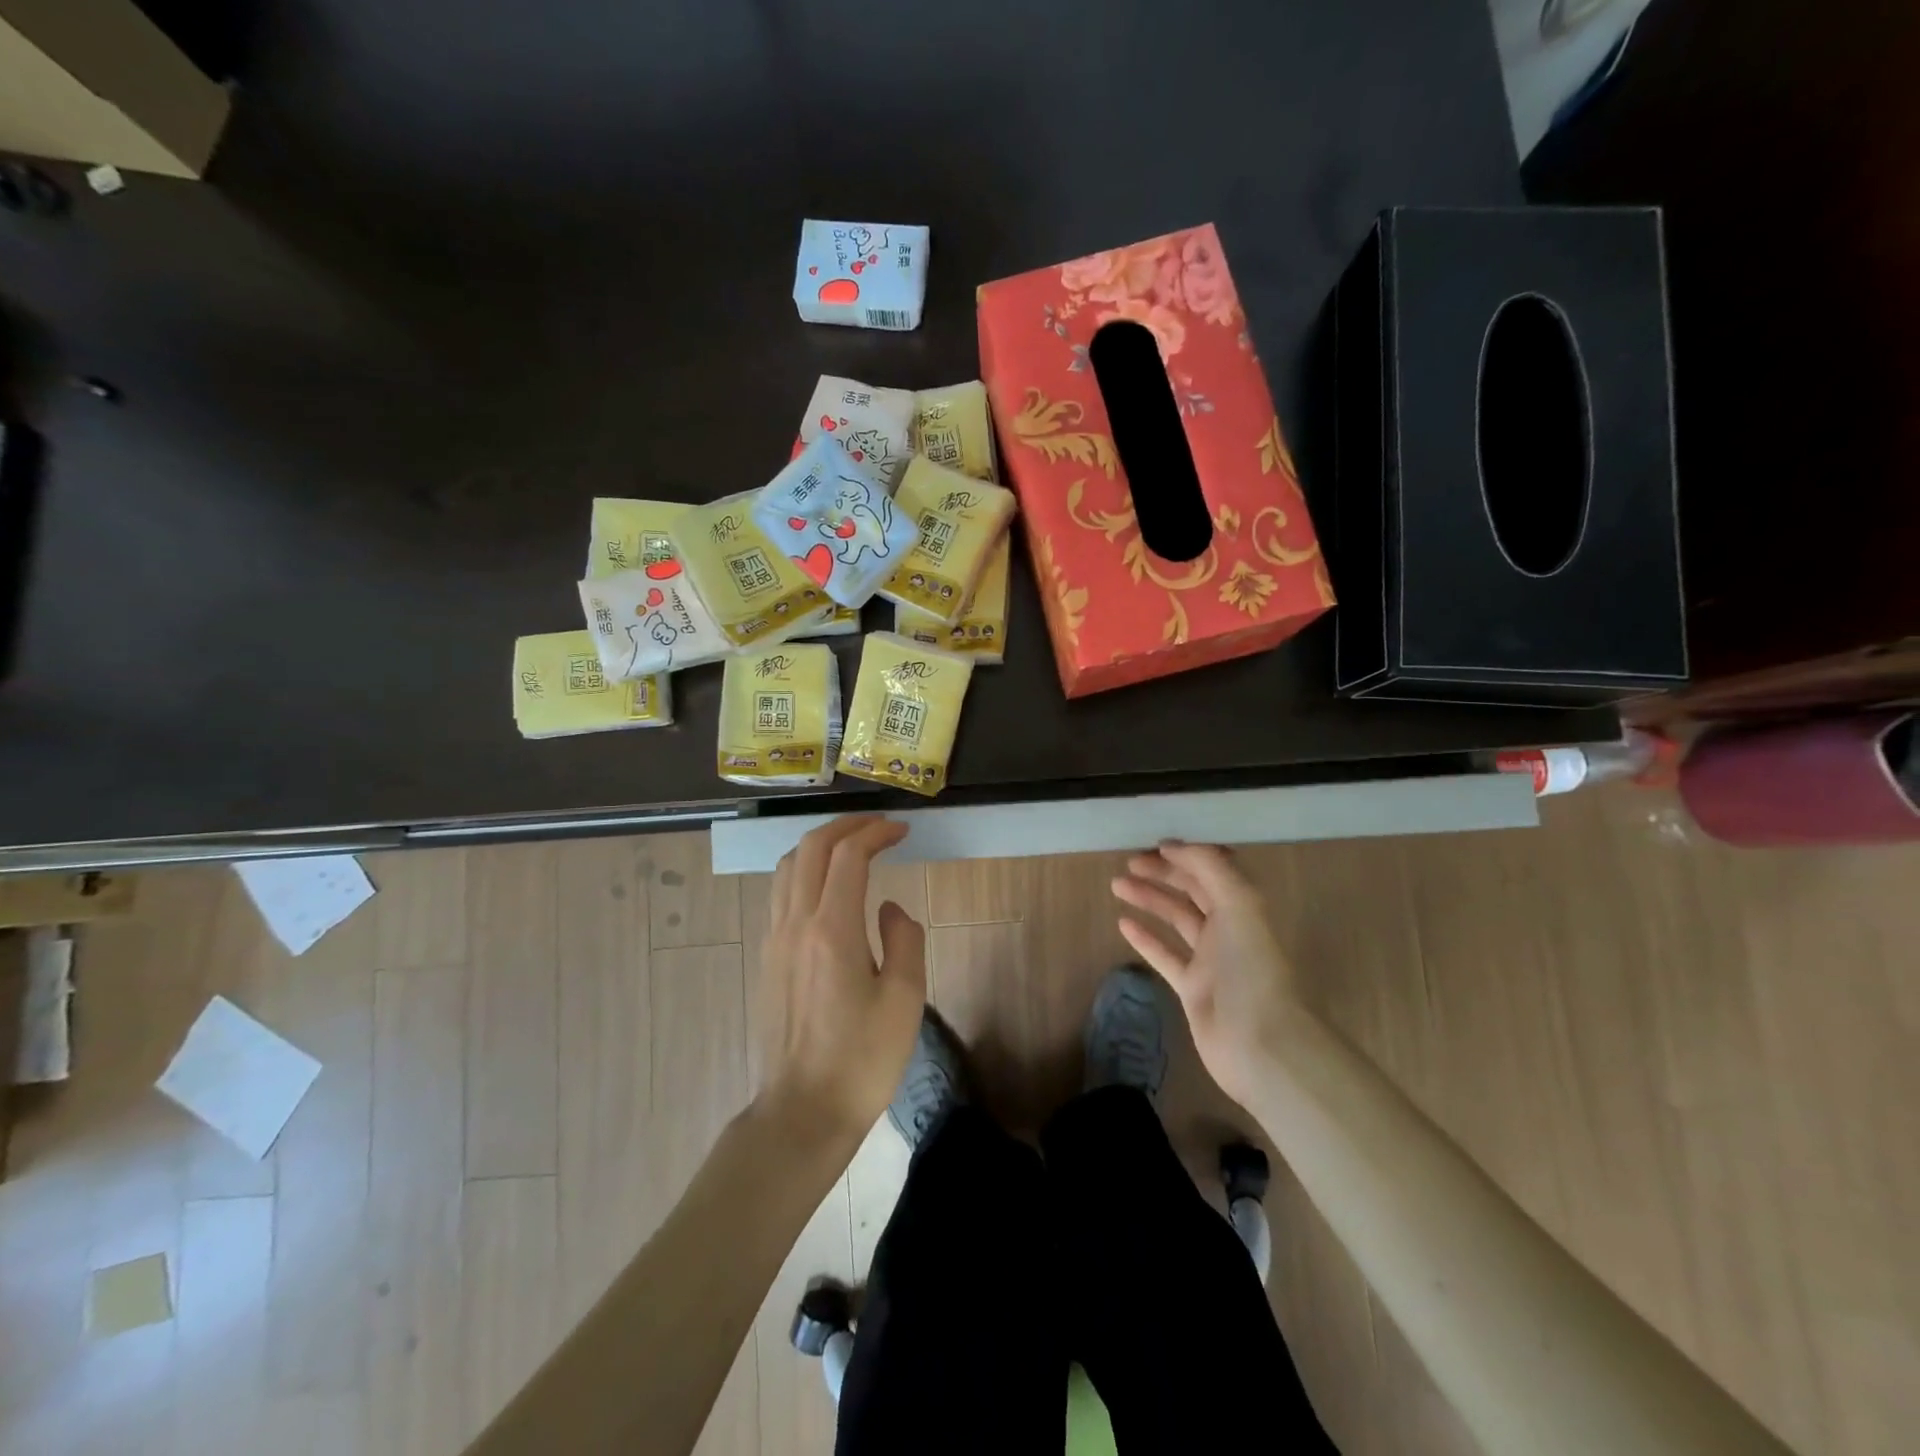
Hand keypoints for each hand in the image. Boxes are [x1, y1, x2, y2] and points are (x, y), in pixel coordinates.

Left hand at [757, 815, 926, 1146]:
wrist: (803, 1111)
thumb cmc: (862, 1059)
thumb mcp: (905, 999)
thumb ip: (904, 939)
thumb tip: (888, 909)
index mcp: (832, 930)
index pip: (848, 856)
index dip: (876, 833)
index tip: (902, 830)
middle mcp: (795, 924)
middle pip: (810, 849)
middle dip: (845, 826)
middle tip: (878, 825)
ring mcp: (774, 940)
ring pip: (787, 867)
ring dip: (819, 845)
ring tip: (851, 846)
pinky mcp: (768, 957)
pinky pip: (779, 893)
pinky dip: (803, 870)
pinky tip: (826, 887)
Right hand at [1111, 842, 1297, 1106]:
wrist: (1261, 1044)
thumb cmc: (1252, 968)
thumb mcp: (1240, 904)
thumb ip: (1210, 867)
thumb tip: (1173, 846)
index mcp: (1244, 906)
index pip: (1213, 869)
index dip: (1186, 855)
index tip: (1153, 845)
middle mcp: (1229, 928)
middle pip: (1193, 890)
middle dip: (1163, 873)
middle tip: (1128, 862)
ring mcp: (1211, 960)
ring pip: (1176, 919)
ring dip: (1149, 899)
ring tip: (1117, 885)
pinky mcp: (1193, 988)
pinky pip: (1165, 955)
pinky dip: (1145, 938)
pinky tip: (1123, 923)